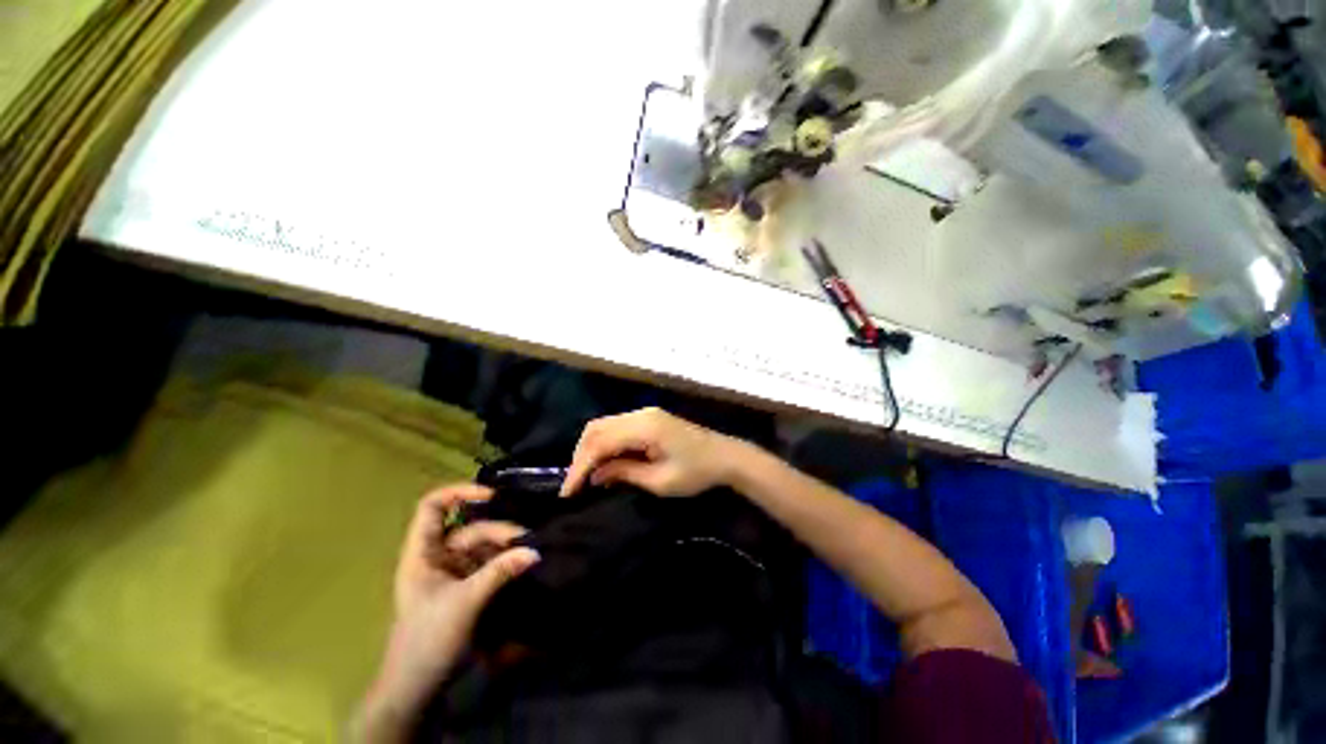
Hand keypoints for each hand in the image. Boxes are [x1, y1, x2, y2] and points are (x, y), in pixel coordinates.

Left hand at [358, 484, 538, 740]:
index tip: (491, 495)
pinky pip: (488, 563)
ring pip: (482, 546)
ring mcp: (452, 572)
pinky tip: (521, 563)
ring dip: (504, 546)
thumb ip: (499, 572)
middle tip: (525, 539)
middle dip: (497, 530)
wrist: (417, 686)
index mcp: (422, 554)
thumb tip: (534, 551)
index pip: (432, 508)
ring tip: (527, 553)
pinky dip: (504, 561)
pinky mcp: (466, 586)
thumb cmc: (428, 639)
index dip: (458, 493)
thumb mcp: (464, 602)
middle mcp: (436, 557)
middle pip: (468, 528)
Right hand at [560, 408, 740, 497]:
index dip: (580, 467)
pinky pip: (617, 427)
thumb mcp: (660, 481)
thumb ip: (625, 473)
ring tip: (585, 476)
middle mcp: (640, 414)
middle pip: (597, 428)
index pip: (600, 443)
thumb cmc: (696, 472)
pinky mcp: (648, 418)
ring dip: (591, 449)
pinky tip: (604, 463)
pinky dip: (605, 444)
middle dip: (581, 456)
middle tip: (574, 485)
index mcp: (644, 427)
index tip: (568, 492)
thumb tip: (595, 476)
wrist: (724, 456)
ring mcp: (644, 413)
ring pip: (604, 425)